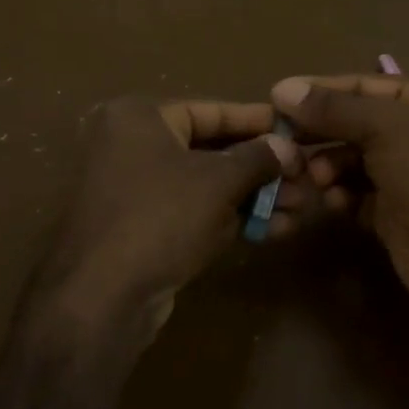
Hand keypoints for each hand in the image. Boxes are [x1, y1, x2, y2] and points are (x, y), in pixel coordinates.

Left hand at [36, 97, 296, 334]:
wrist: (102, 297)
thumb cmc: (161, 218)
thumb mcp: (218, 182)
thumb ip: (257, 158)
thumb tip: (287, 147)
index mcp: (139, 117)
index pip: (211, 110)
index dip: (258, 122)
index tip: (296, 130)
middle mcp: (132, 145)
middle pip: (211, 149)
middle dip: (262, 168)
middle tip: (306, 178)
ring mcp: (135, 189)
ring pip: (207, 185)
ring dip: (254, 196)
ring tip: (301, 207)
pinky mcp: (142, 228)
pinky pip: (194, 212)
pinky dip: (230, 218)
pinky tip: (274, 229)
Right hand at [271, 74, 408, 309]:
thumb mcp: (389, 130)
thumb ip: (336, 108)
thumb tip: (282, 87)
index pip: (368, 84)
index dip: (324, 88)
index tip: (280, 96)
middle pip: (357, 123)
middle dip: (322, 131)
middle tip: (283, 139)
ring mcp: (407, 176)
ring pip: (352, 160)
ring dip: (329, 165)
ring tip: (315, 177)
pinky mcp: (393, 212)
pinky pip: (356, 194)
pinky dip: (341, 194)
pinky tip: (333, 202)